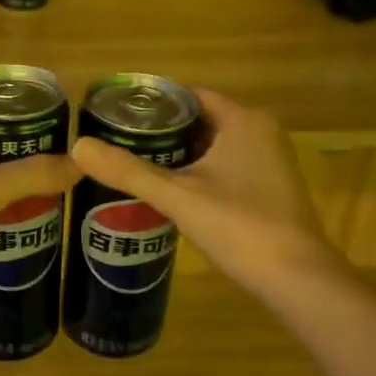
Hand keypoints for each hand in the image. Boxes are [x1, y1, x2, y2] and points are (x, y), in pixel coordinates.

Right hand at [71, 89, 338, 294]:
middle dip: (161, 130)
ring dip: (178, 153)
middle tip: (118, 140)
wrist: (298, 280)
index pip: (189, 95)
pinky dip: (198, 171)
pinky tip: (169, 189)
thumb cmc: (240, 226)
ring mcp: (269, 161)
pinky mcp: (270, 187)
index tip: (116, 114)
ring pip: (213, 145)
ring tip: (133, 162)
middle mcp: (260, 132)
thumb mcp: (177, 196)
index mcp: (243, 120)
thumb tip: (78, 147)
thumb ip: (128, 170)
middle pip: (200, 119)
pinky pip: (226, 165)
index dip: (153, 103)